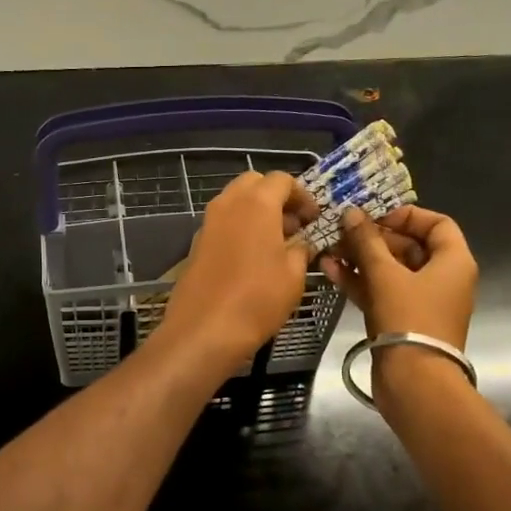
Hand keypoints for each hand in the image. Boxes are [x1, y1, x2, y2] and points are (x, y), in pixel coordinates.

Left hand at [157, 171, 319, 375]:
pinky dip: (239, 230)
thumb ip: (301, 249)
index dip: (302, 196)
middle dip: (276, 198)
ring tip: (276, 245)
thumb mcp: (294, 274)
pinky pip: (222, 225)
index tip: (314, 219)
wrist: (204, 330)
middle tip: (294, 226)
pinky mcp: (196, 245)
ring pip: (235, 203)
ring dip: (256, 213)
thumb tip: (301, 242)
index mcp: (256, 203)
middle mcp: (228, 204)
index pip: (282, 180)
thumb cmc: (257, 298)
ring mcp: (207, 223)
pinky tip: (252, 259)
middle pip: (254, 184)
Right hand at [322, 204, 477, 348]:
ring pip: (390, 271)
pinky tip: (330, 270)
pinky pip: (381, 291)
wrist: (414, 381)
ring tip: (328, 249)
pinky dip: (359, 281)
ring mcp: (420, 301)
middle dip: (373, 238)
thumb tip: (351, 213)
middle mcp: (442, 278)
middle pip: (408, 247)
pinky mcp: (401, 320)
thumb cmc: (409, 319)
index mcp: (453, 262)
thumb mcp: (385, 275)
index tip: (374, 216)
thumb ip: (366, 241)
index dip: (406, 215)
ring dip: (360, 259)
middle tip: (342, 231)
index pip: (436, 224)